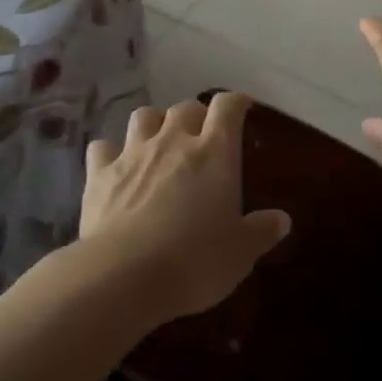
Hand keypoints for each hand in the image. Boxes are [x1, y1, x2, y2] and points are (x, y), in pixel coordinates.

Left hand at [79, 93, 290, 322]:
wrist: (123, 277)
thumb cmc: (195, 261)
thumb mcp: (240, 253)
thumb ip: (261, 231)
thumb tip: (281, 219)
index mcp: (214, 152)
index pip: (228, 107)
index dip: (236, 103)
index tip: (243, 109)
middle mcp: (173, 141)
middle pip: (186, 107)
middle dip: (196, 116)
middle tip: (202, 137)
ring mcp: (133, 154)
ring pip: (143, 115)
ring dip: (154, 124)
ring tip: (159, 143)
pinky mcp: (99, 174)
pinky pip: (103, 148)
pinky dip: (110, 152)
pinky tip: (115, 167)